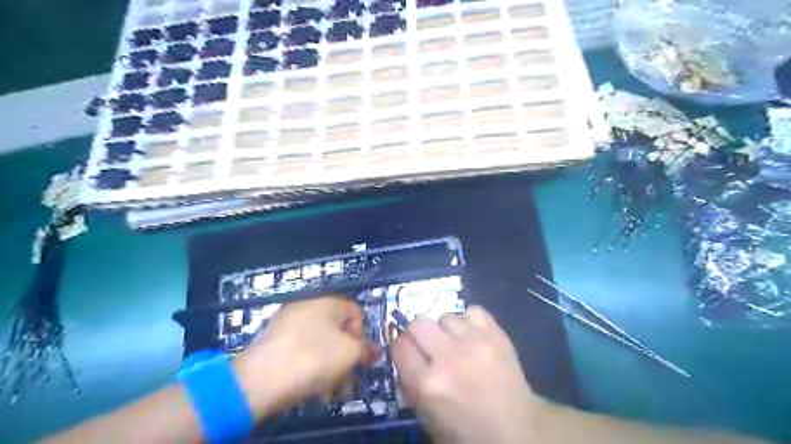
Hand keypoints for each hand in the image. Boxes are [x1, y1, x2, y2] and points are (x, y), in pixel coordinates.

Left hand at [232, 299, 375, 419]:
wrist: (261, 379)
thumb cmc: (314, 358)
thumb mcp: (350, 354)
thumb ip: (366, 349)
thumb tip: (372, 350)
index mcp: (327, 303)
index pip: (355, 312)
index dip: (362, 334)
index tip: (359, 355)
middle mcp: (306, 308)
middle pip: (336, 331)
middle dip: (345, 356)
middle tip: (347, 379)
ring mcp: (286, 325)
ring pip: (318, 345)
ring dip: (329, 367)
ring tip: (329, 392)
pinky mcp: (272, 343)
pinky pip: (299, 352)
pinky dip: (309, 367)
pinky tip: (310, 390)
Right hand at [390, 305, 543, 443]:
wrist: (517, 428)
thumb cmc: (467, 429)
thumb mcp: (427, 417)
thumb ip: (410, 384)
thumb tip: (404, 355)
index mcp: (428, 385)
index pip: (399, 346)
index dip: (402, 348)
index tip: (409, 352)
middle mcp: (448, 358)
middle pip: (418, 324)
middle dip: (419, 334)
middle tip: (429, 346)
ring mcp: (474, 342)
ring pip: (445, 317)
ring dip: (446, 330)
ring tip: (456, 344)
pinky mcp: (496, 333)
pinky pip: (472, 311)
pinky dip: (470, 321)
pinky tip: (473, 337)